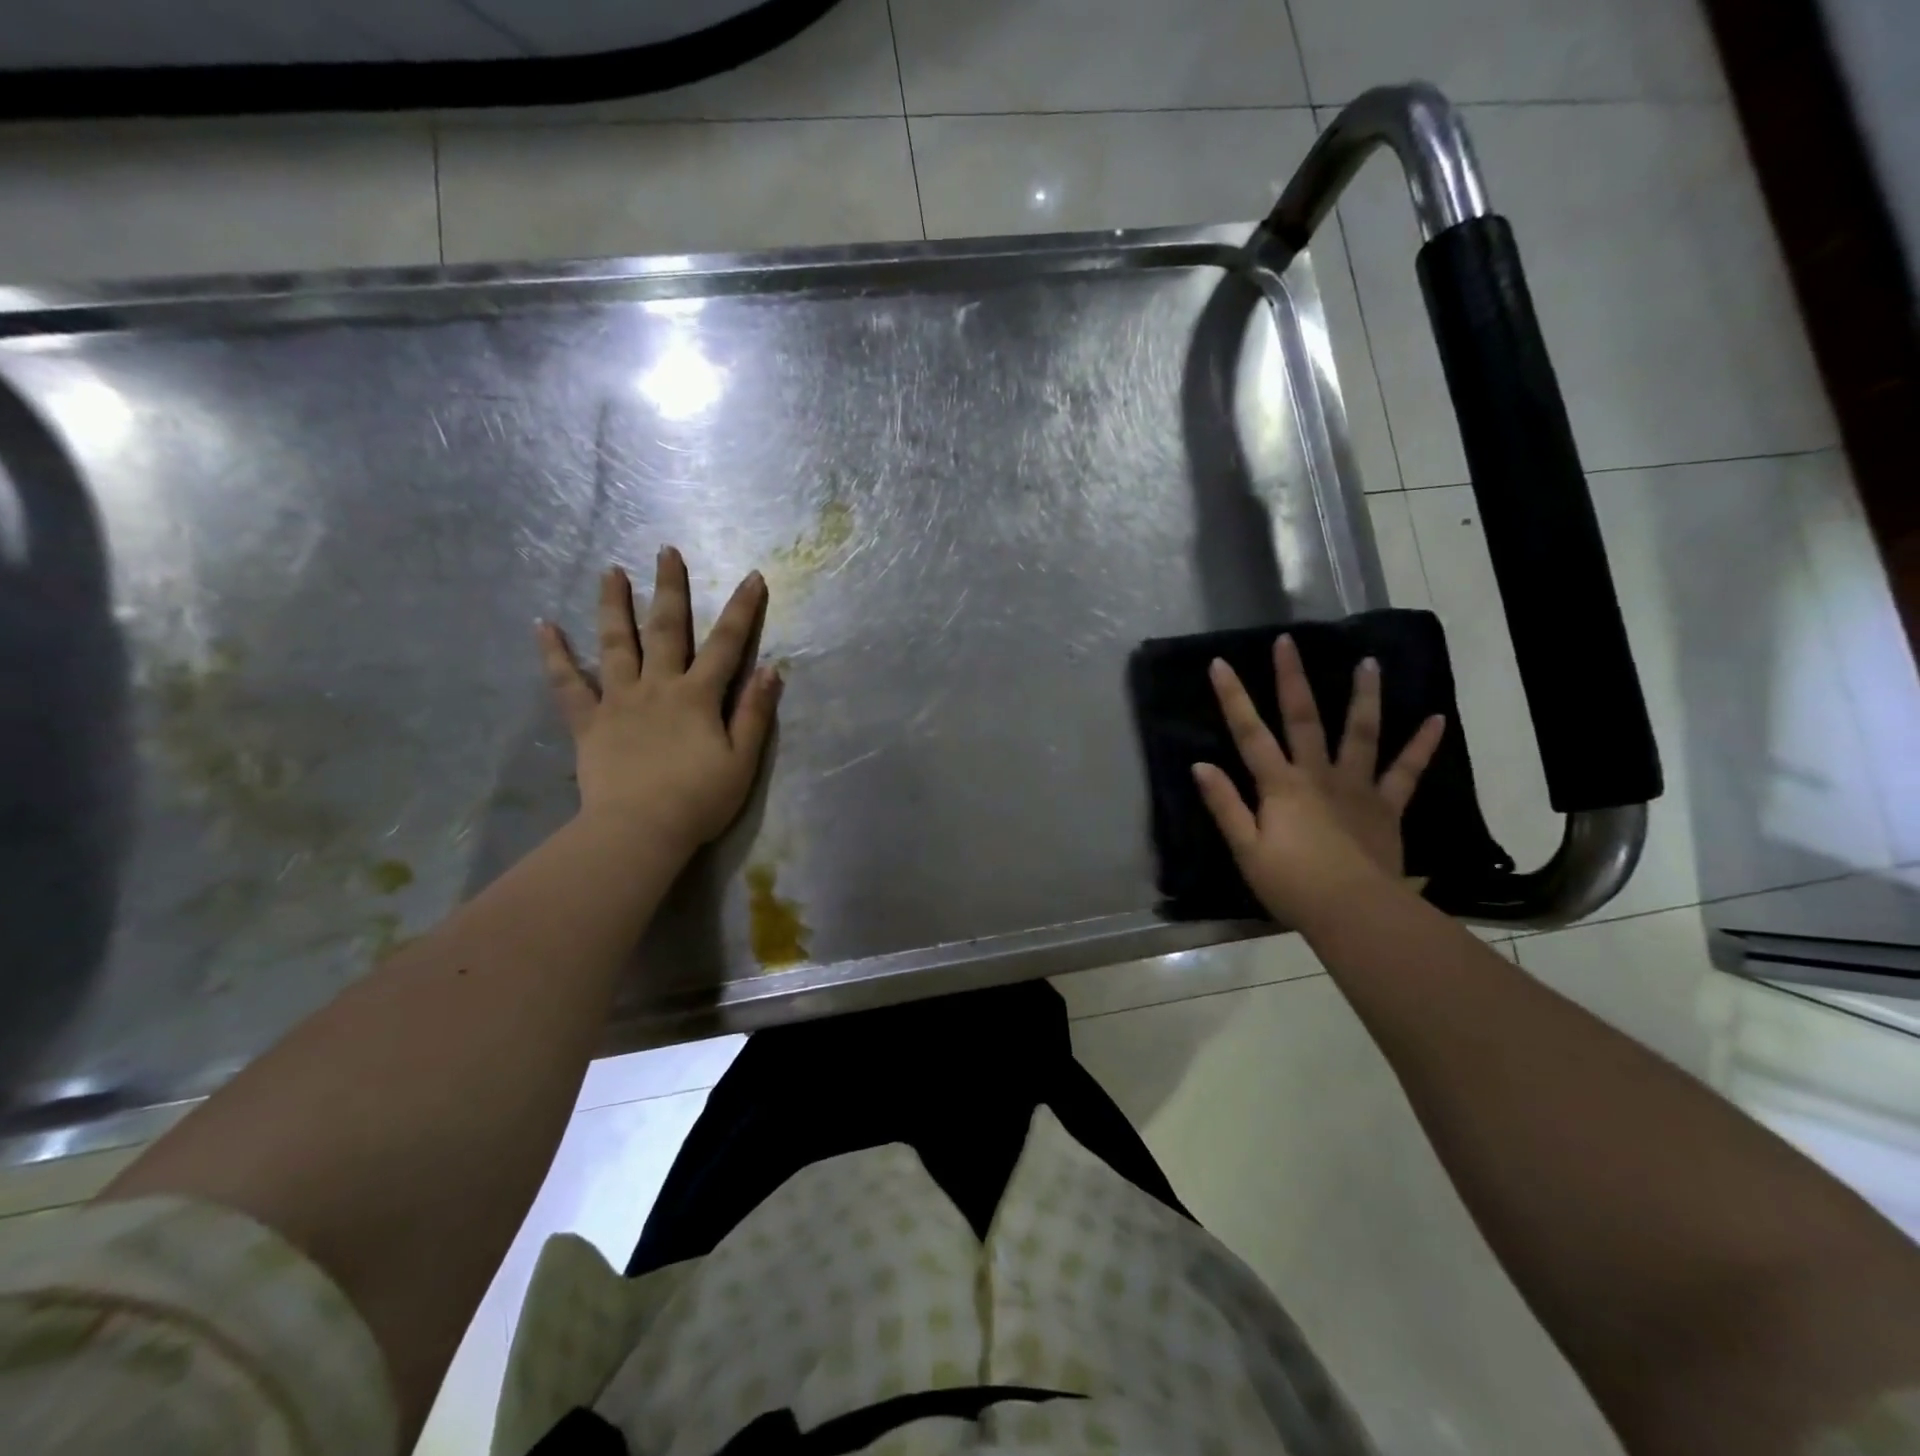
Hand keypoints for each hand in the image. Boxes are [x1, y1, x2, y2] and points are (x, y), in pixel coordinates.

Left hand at [538, 548, 780, 855]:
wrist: (639, 831)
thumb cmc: (699, 800)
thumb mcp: (742, 761)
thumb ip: (755, 713)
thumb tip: (771, 668)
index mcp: (698, 696)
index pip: (727, 644)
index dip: (742, 610)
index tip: (752, 576)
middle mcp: (658, 687)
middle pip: (666, 629)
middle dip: (670, 589)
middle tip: (666, 551)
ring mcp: (619, 701)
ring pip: (615, 644)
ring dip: (614, 605)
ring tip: (610, 572)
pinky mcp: (589, 723)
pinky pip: (568, 684)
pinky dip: (554, 655)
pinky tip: (543, 626)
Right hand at [1191, 634, 1445, 924]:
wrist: (1355, 912)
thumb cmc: (1292, 885)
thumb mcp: (1246, 849)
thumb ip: (1225, 805)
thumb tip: (1201, 765)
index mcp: (1280, 785)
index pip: (1250, 733)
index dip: (1233, 698)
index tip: (1221, 663)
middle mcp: (1318, 774)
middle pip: (1303, 718)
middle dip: (1291, 678)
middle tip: (1288, 641)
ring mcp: (1357, 787)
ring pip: (1360, 733)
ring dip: (1363, 696)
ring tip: (1369, 663)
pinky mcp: (1387, 806)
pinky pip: (1406, 771)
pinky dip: (1421, 745)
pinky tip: (1436, 719)